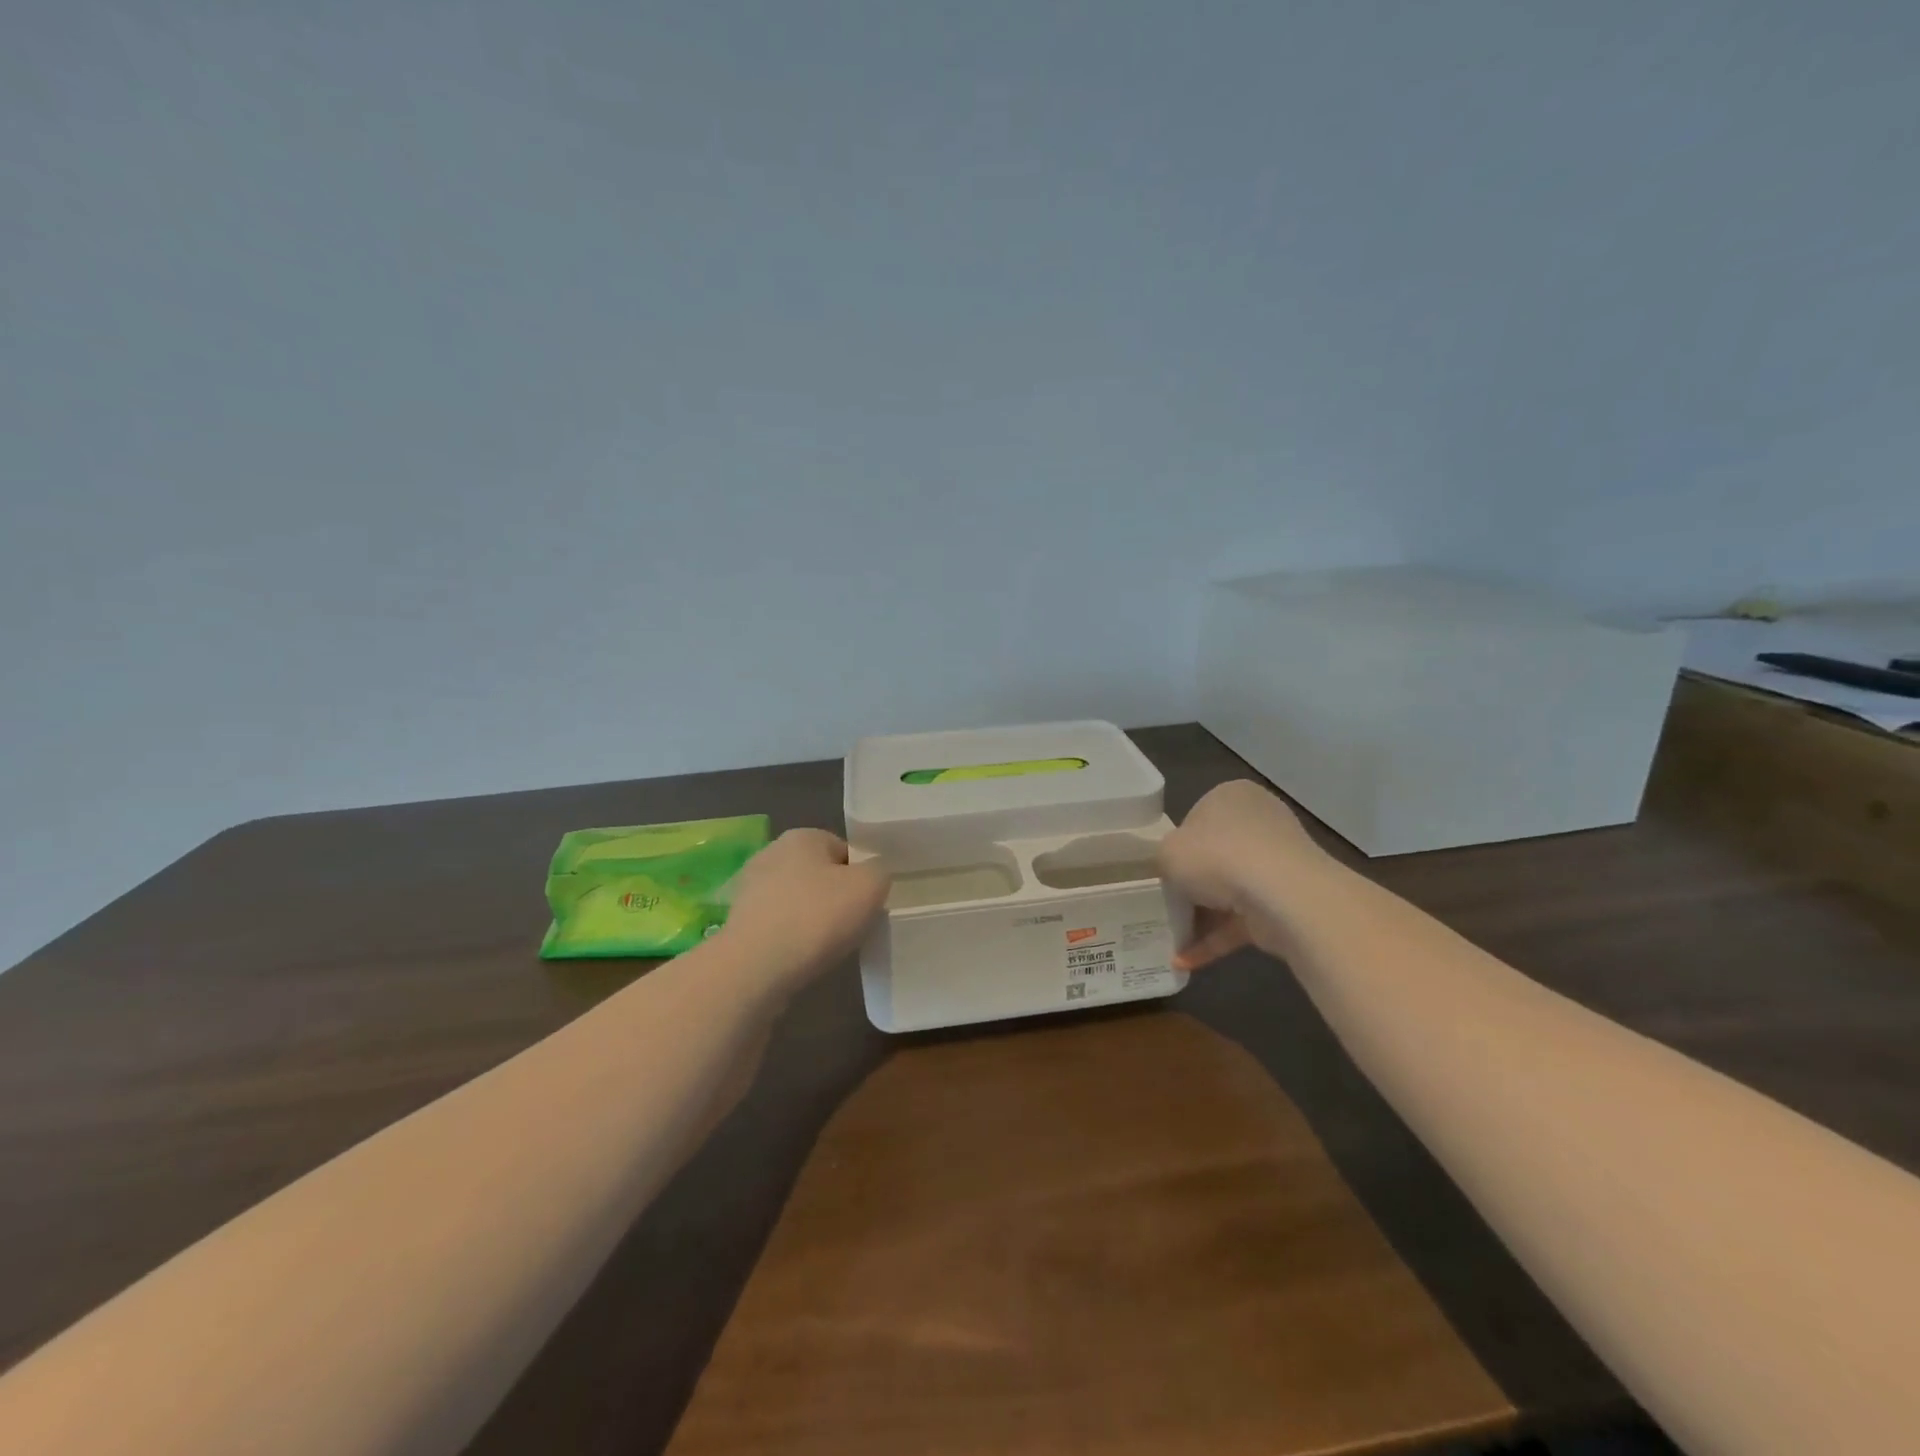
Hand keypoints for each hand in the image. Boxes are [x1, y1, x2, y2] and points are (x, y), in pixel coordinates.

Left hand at [720, 829, 889, 985]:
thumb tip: (872, 875)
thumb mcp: (870, 886)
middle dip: (836, 897)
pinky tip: (801, 957)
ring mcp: (750, 889)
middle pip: (819, 874)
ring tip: (827, 946)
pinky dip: (791, 938)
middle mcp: (771, 853)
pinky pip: (778, 925)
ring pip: (798, 901)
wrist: (754, 968)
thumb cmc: (816, 917)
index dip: (861, 876)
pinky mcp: (739, 923)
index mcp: (802, 836)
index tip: (868, 903)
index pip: (844, 850)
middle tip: (852, 925)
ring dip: (813, 919)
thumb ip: (879, 871)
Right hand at [1157, 781, 1326, 970]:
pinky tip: (1187, 961)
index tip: (1164, 872)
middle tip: (1168, 907)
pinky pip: (1244, 919)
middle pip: (1216, 856)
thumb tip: (1176, 874)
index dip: (1178, 848)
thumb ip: (1164, 860)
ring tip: (1173, 942)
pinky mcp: (1286, 901)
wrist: (1280, 893)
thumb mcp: (1166, 852)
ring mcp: (1278, 863)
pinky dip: (1217, 939)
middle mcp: (1259, 822)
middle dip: (1193, 887)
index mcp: (1231, 797)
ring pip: (1231, 891)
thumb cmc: (1215, 856)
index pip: (1197, 819)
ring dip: (1203, 918)